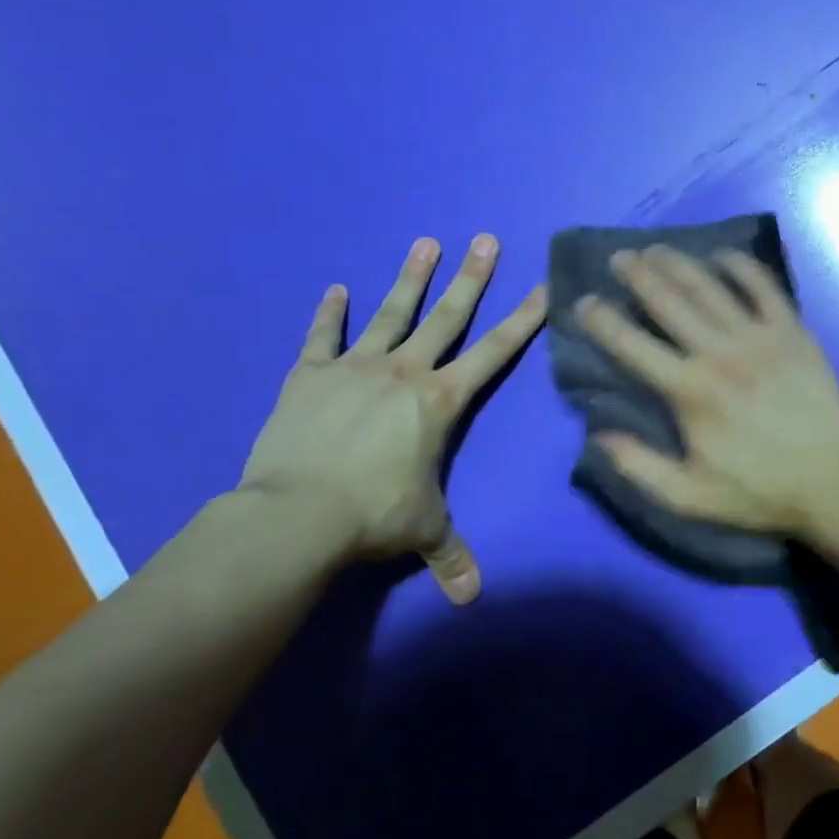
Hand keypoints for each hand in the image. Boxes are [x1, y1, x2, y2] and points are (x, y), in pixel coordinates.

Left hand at [238, 234, 545, 601]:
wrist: (295, 513)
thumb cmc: (373, 515)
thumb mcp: (423, 531)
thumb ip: (452, 555)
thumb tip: (472, 598)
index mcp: (440, 400)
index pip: (494, 352)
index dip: (523, 320)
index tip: (543, 286)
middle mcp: (404, 371)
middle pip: (446, 317)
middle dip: (471, 278)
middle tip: (485, 240)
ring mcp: (354, 368)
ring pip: (390, 313)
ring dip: (410, 278)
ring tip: (425, 242)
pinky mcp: (309, 376)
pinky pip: (321, 338)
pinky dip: (327, 314)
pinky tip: (334, 288)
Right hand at [574, 246, 838, 535]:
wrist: (833, 481)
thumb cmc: (760, 491)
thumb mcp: (689, 496)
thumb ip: (638, 466)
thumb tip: (597, 434)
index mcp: (689, 391)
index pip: (632, 345)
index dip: (602, 320)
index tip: (584, 302)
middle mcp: (719, 353)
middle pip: (669, 301)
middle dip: (638, 275)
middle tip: (619, 258)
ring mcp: (759, 337)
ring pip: (710, 287)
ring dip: (679, 264)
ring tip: (656, 250)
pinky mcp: (792, 331)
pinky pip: (764, 287)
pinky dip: (741, 266)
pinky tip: (723, 254)